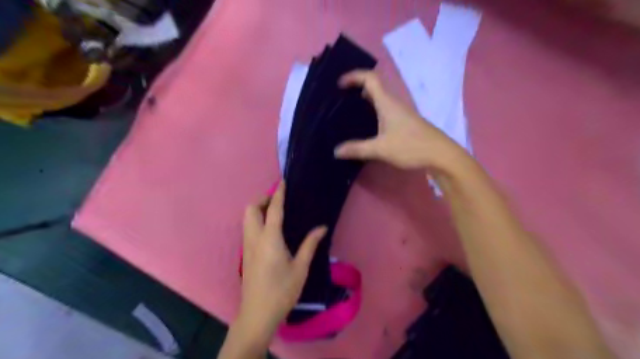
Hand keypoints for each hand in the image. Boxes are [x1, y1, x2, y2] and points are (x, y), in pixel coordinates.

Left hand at [239, 183, 325, 336]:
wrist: (258, 314)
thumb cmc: (282, 291)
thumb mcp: (300, 268)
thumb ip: (310, 244)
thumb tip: (322, 228)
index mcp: (270, 239)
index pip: (273, 210)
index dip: (278, 194)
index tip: (282, 182)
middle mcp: (255, 238)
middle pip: (251, 210)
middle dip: (262, 199)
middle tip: (278, 200)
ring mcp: (247, 246)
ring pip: (246, 218)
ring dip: (258, 209)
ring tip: (275, 211)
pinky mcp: (246, 254)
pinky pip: (248, 228)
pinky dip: (256, 220)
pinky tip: (269, 228)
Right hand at [335, 70, 465, 172]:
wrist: (441, 155)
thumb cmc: (411, 146)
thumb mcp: (381, 149)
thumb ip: (357, 149)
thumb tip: (336, 151)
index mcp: (387, 103)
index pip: (370, 78)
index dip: (354, 76)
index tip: (339, 84)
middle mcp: (394, 104)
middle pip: (374, 88)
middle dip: (356, 89)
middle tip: (341, 100)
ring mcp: (401, 113)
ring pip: (380, 101)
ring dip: (365, 102)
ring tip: (349, 113)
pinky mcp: (404, 123)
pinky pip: (384, 112)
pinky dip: (373, 113)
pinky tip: (367, 128)